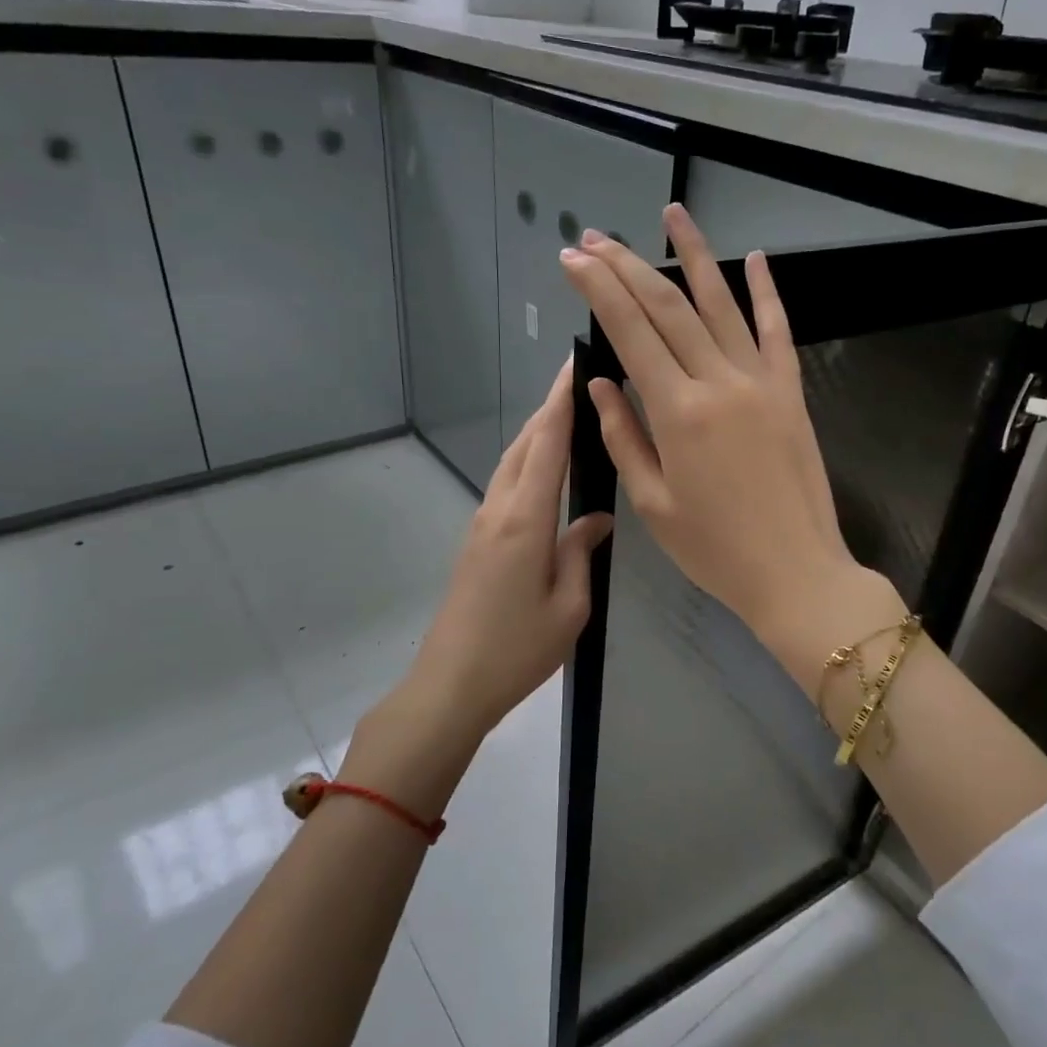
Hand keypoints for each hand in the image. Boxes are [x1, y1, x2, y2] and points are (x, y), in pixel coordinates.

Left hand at [402, 359, 613, 744]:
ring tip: (567, 414)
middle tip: (580, 381)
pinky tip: (546, 467)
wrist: (451, 682)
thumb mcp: (569, 606)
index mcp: (525, 519)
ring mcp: (482, 522)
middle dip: (550, 408)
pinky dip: (528, 460)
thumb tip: (596, 516)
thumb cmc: (518, 650)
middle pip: (525, 444)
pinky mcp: (476, 539)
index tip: (574, 364)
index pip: (547, 444)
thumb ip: (581, 551)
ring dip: (537, 433)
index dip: (562, 401)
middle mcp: (499, 509)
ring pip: (512, 461)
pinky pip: (506, 483)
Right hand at [559, 204, 890, 659]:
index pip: (631, 333)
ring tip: (672, 214)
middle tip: (598, 237)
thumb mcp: (653, 504)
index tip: (573, 259)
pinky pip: (778, 331)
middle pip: (668, 308)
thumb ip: (623, 437)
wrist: (797, 573)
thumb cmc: (715, 550)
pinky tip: (754, 258)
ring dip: (694, 256)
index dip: (598, 290)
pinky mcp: (792, 392)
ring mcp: (762, 382)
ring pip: (722, 305)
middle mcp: (719, 383)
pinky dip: (766, 292)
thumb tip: (600, 383)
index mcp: (677, 413)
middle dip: (628, 266)